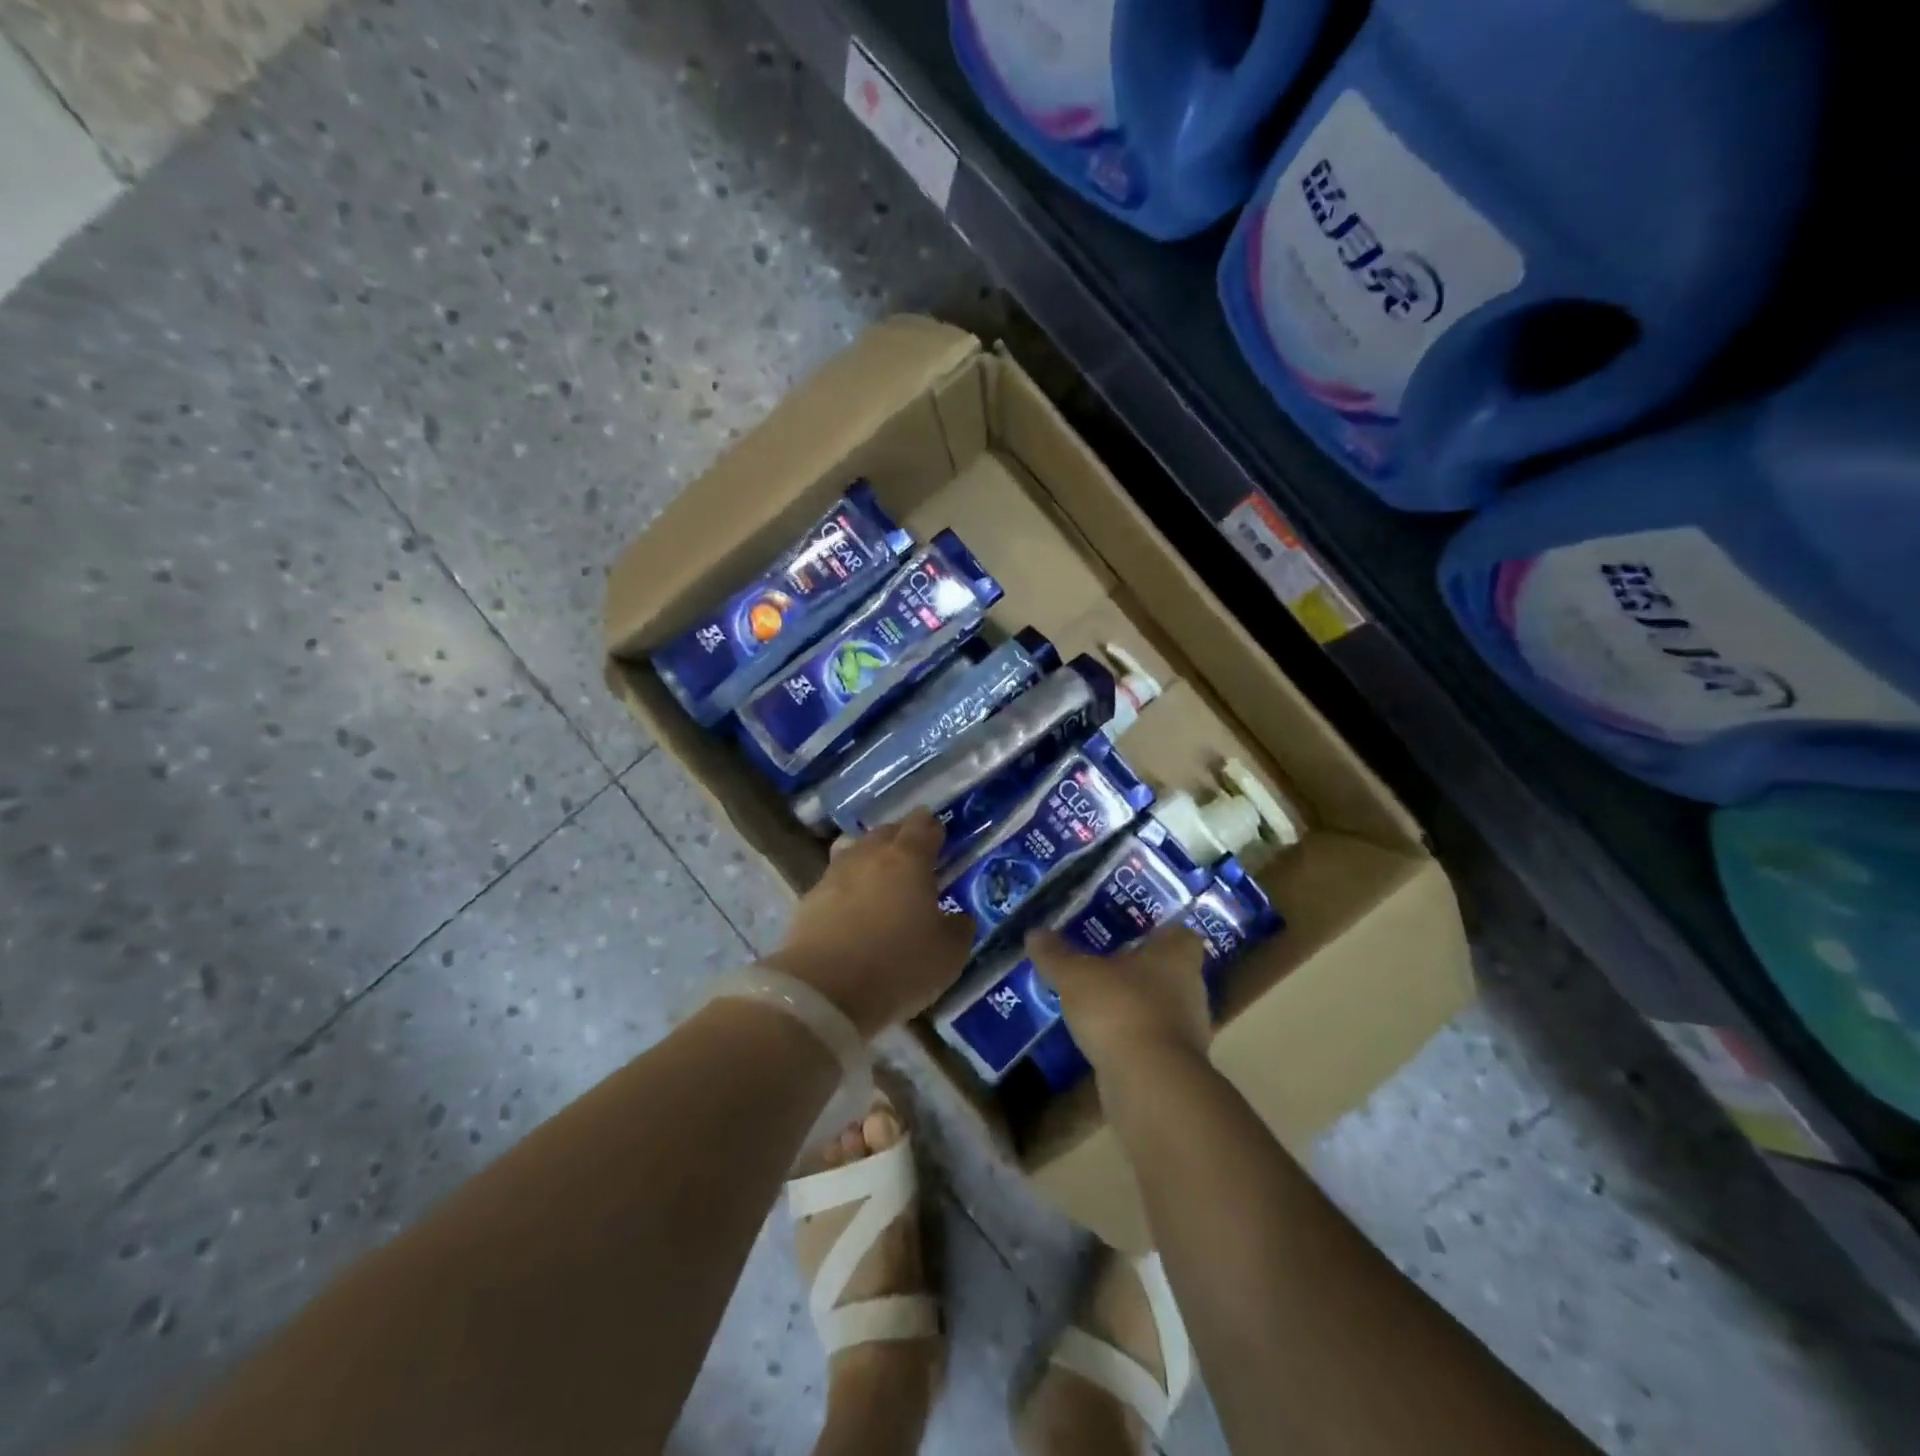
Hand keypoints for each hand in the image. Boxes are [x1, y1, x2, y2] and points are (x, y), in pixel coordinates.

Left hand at [769, 809, 973, 1037]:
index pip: (922, 825)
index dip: (933, 828)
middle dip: (902, 839)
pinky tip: (855, 911)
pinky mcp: (808, 901)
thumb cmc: (897, 964)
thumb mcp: (948, 954)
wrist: (822, 991)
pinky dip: (849, 889)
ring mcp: (834, 875)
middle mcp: (869, 855)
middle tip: (915, 859)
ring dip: (871, 861)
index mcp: (908, 857)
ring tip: (882, 882)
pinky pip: (836, 882)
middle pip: (886, 832)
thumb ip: (959, 928)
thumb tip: (958, 918)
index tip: (940, 838)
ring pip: (856, 852)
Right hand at [1027, 921, 1211, 1075]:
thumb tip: (1035, 933)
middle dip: (1140, 970)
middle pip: (1169, 972)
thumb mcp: (1075, 976)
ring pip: (1160, 1008)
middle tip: (1104, 964)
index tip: (1133, 934)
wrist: (1149, 1084)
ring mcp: (1187, 1031)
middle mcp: (1190, 990)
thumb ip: (1056, 955)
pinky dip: (1130, 1039)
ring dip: (1134, 1006)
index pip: (1180, 935)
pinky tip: (1101, 1039)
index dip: (1159, 932)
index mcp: (1176, 957)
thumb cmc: (1120, 1009)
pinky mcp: (1175, 1066)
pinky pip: (1151, 1041)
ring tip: (1097, 1002)